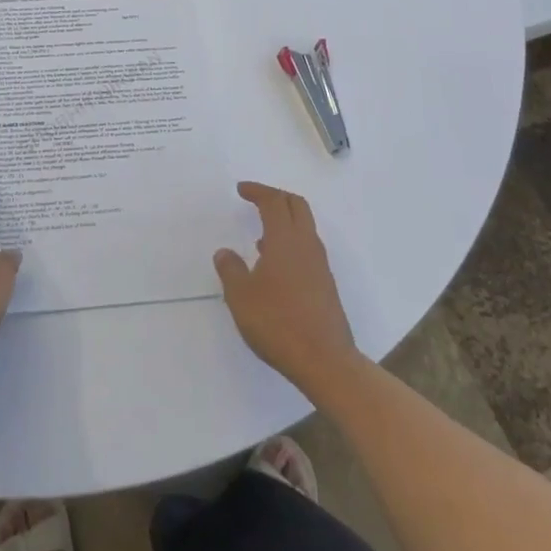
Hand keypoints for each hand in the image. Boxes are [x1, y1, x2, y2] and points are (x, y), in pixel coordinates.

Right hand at [214, 182, 361, 397]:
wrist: (325, 361)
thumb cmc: (278, 323)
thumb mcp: (241, 297)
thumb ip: (230, 270)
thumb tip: (225, 252)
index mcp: (285, 238)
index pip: (273, 201)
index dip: (257, 190)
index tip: (241, 189)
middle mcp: (306, 243)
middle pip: (296, 205)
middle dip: (275, 197)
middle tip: (256, 200)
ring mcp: (320, 264)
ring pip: (304, 226)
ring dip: (285, 221)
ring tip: (260, 237)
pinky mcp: (325, 284)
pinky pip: (307, 248)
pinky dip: (291, 243)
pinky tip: (275, 267)